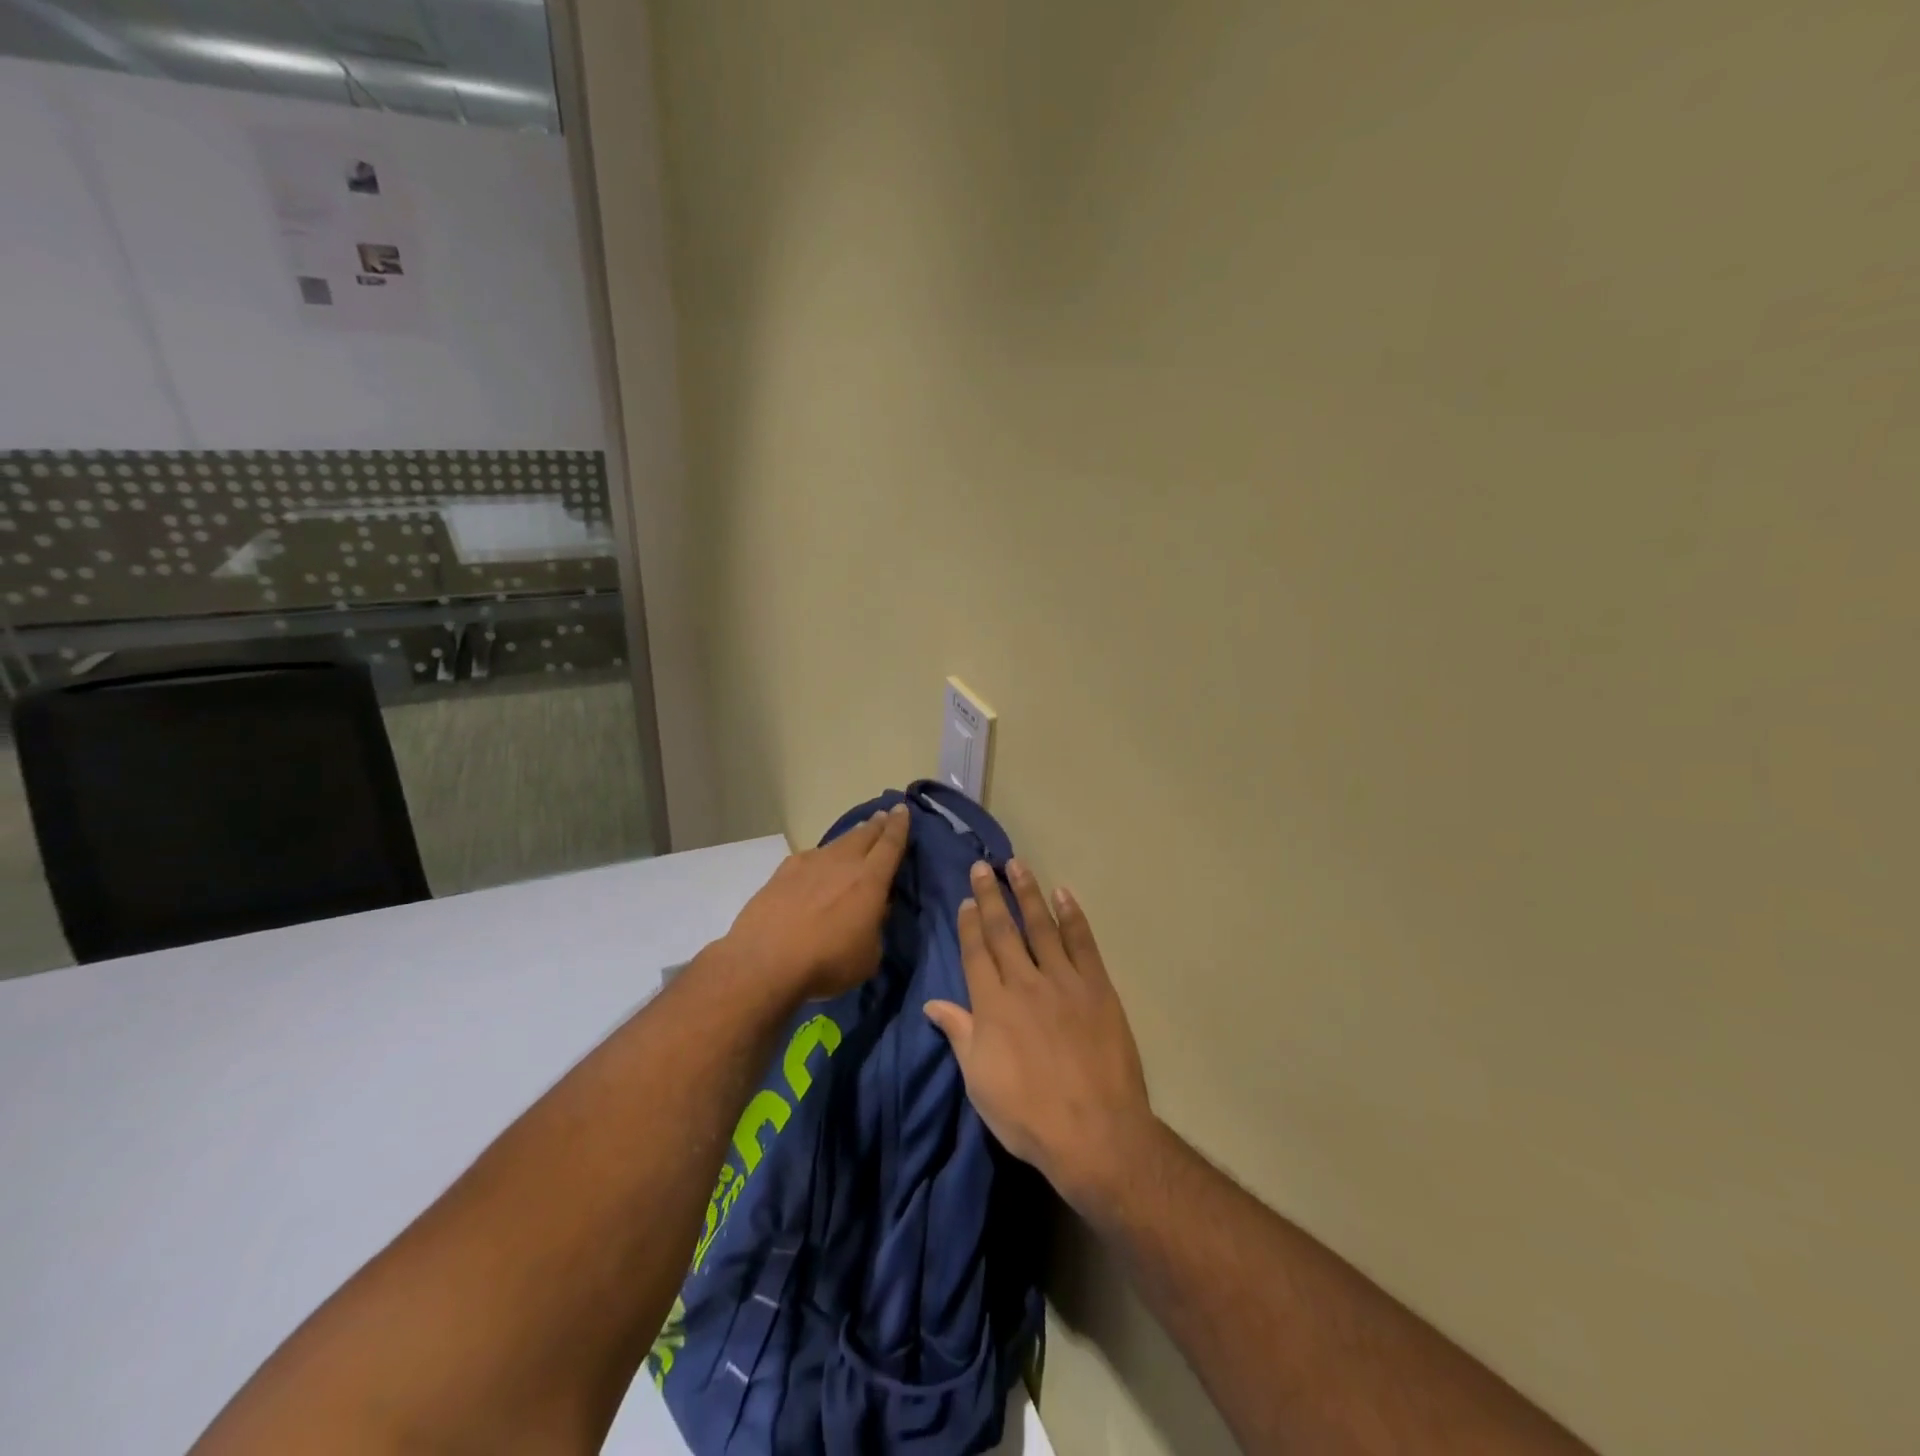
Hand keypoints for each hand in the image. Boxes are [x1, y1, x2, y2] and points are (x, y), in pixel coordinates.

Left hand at [722, 804, 910, 1000]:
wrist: (765, 961)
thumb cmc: (827, 962)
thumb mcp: (868, 955)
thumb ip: (875, 927)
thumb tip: (873, 911)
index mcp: (870, 880)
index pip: (891, 844)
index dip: (899, 825)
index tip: (902, 809)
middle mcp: (842, 863)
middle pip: (864, 834)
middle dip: (877, 824)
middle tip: (884, 816)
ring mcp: (810, 864)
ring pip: (837, 842)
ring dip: (851, 837)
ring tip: (858, 834)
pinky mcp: (783, 872)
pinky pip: (811, 856)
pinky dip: (822, 856)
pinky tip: (818, 863)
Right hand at [926, 859, 1154, 1210]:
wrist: (1095, 1132)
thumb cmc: (1027, 1114)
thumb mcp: (980, 1080)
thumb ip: (959, 1034)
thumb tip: (933, 1003)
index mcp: (992, 1005)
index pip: (976, 952)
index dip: (968, 924)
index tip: (965, 899)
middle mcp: (1024, 982)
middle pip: (1003, 930)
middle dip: (990, 896)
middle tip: (982, 867)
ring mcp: (1063, 981)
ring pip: (1041, 926)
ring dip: (1027, 893)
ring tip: (1017, 865)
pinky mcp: (1097, 987)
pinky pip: (1083, 942)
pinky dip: (1073, 916)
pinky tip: (1064, 894)